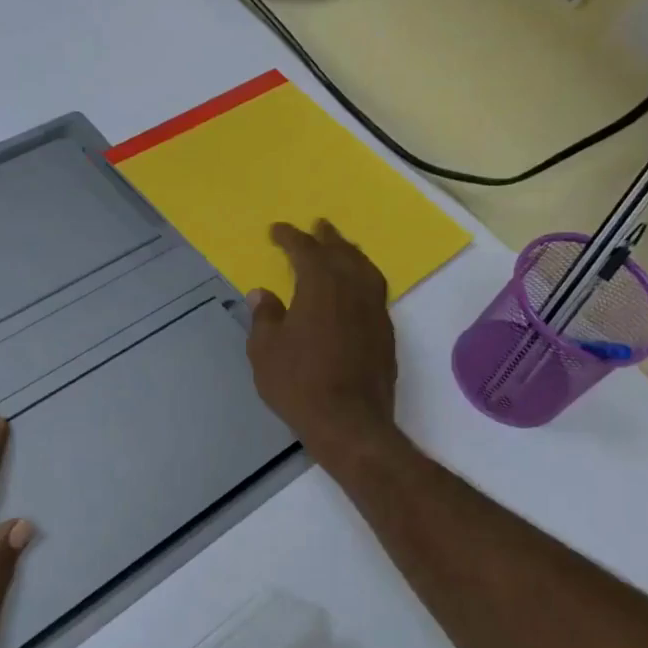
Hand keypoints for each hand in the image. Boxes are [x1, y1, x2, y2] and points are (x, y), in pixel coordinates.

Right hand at [245, 220, 398, 463]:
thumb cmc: (298, 383)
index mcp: (320, 285)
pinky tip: (356, 290)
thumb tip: (261, 294)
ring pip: (366, 269)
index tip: (276, 231)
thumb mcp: (265, 351)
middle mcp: (353, 288)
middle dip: (327, 237)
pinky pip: (375, 292)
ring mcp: (374, 310)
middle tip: (319, 225)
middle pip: (342, 252)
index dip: (290, 237)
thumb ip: (265, 317)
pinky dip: (363, 279)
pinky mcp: (386, 333)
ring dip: (351, 254)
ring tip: (342, 250)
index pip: (305, 250)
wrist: (349, 421)